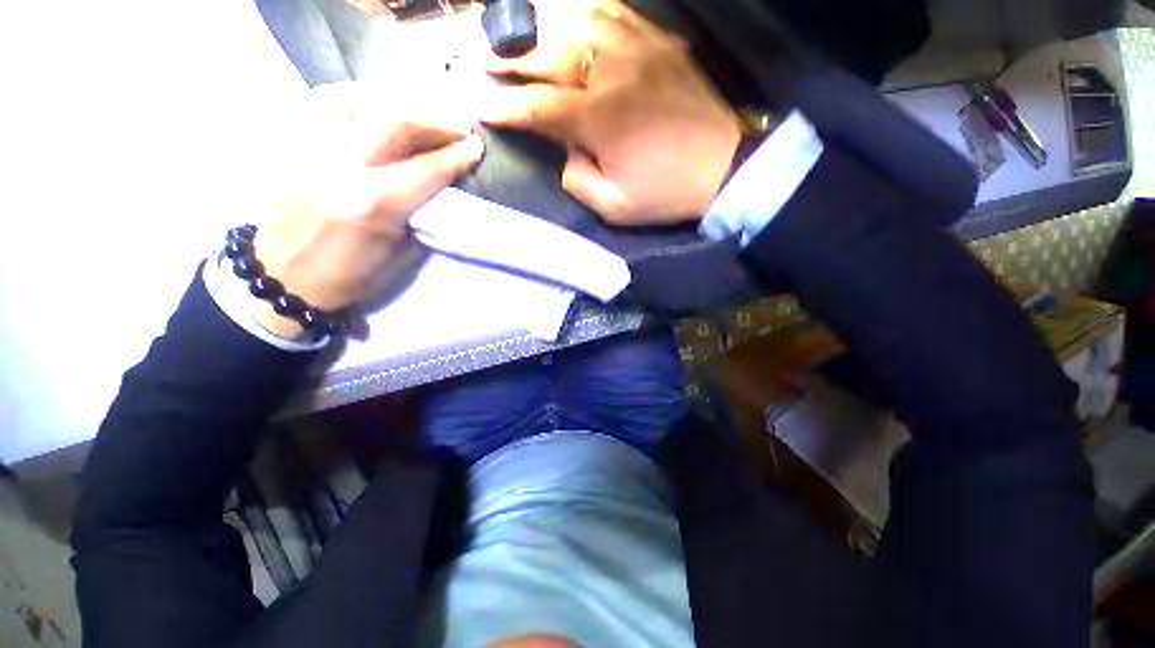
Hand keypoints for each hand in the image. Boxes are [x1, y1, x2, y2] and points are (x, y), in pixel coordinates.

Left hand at [245, 83, 483, 339]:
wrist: (286, 277)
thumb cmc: (351, 273)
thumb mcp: (399, 250)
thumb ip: (421, 209)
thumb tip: (441, 179)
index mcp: (373, 205)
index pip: (426, 168)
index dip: (457, 155)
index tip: (476, 146)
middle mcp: (340, 167)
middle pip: (394, 120)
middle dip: (434, 119)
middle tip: (457, 125)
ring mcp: (308, 148)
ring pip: (357, 98)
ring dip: (397, 101)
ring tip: (418, 113)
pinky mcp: (289, 143)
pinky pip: (323, 101)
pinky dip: (355, 97)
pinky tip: (372, 106)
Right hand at [477, 0, 740, 225]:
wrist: (722, 169)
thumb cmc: (665, 193)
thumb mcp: (613, 206)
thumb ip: (577, 178)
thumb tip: (566, 149)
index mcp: (599, 119)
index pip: (538, 106)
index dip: (505, 105)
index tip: (479, 103)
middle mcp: (612, 73)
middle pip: (550, 54)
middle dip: (510, 55)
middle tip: (482, 54)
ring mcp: (639, 50)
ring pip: (579, 19)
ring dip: (543, 23)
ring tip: (519, 27)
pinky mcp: (660, 43)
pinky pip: (617, 11)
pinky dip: (587, 9)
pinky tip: (571, 15)